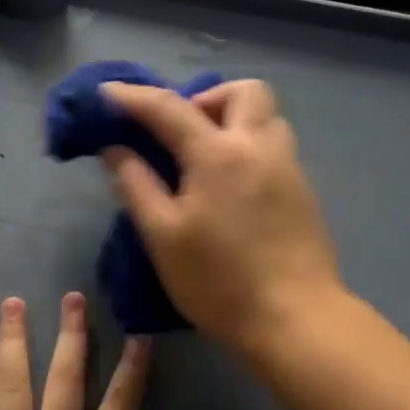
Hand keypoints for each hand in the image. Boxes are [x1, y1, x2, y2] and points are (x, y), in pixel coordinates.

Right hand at [101, 79, 342, 354]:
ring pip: (267, 117)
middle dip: (206, 97)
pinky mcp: (305, 192)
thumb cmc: (219, 282)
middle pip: (242, 91)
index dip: (132, 97)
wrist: (295, 318)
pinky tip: (233, 188)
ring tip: (207, 158)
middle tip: (180, 132)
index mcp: (218, 154)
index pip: (168, 108)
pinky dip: (250, 148)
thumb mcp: (163, 237)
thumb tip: (115, 149)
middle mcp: (260, 147)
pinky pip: (276, 148)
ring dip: (234, 120)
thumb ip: (136, 185)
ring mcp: (289, 168)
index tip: (105, 94)